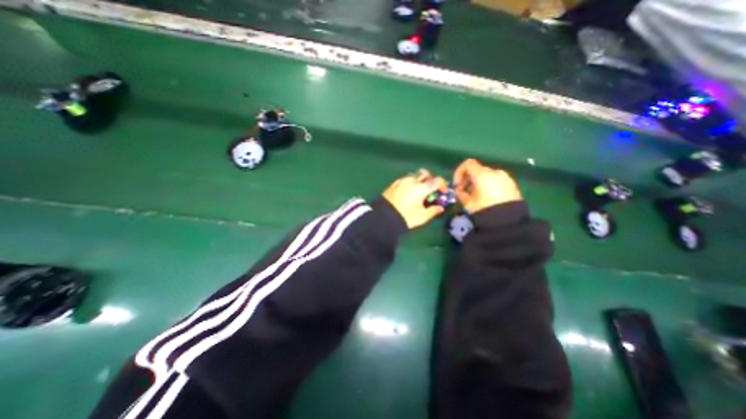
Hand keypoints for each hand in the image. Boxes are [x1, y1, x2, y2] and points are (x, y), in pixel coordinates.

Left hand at [385, 169, 447, 229]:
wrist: (384, 217)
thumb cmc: (406, 217)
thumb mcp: (422, 217)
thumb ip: (433, 211)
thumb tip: (440, 208)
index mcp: (422, 188)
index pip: (437, 181)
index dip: (443, 185)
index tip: (443, 192)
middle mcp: (412, 181)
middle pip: (424, 173)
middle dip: (429, 179)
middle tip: (430, 189)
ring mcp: (401, 181)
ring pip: (413, 176)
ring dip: (418, 180)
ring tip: (417, 191)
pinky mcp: (393, 184)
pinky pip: (404, 180)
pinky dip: (408, 183)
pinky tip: (407, 192)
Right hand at [452, 159, 519, 213]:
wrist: (508, 222)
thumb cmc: (484, 210)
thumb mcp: (467, 203)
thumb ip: (460, 194)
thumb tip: (459, 191)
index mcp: (483, 174)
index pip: (468, 164)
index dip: (459, 172)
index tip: (457, 184)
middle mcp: (495, 172)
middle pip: (478, 170)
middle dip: (469, 179)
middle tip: (465, 192)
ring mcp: (506, 178)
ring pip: (488, 176)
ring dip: (479, 183)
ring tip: (476, 196)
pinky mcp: (512, 185)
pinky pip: (497, 181)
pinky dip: (489, 186)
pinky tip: (488, 198)